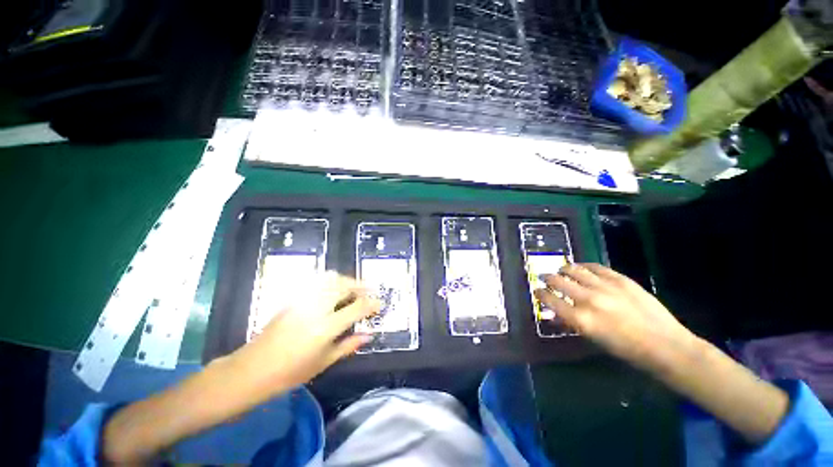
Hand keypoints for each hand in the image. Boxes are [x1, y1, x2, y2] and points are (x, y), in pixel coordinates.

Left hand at [229, 272, 379, 400]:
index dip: (372, 304)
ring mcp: (303, 300)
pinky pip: (317, 282)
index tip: (380, 304)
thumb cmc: (291, 372)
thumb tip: (368, 335)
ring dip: (346, 280)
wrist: (252, 369)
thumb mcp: (324, 362)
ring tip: (354, 288)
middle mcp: (316, 308)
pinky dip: (331, 281)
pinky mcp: (294, 298)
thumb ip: (349, 345)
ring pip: (330, 279)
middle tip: (369, 291)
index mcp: (326, 327)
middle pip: (344, 285)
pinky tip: (334, 290)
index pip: (357, 307)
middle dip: (361, 285)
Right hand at [535, 263, 693, 371]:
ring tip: (562, 271)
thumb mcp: (593, 339)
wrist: (666, 345)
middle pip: (557, 281)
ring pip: (573, 269)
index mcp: (581, 319)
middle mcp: (589, 300)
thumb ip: (571, 323)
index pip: (549, 299)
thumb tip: (554, 313)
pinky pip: (595, 267)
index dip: (539, 293)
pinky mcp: (620, 279)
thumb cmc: (626, 349)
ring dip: (563, 270)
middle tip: (546, 279)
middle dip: (547, 278)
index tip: (537, 292)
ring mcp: (605, 287)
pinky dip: (584, 267)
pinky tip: (582, 269)